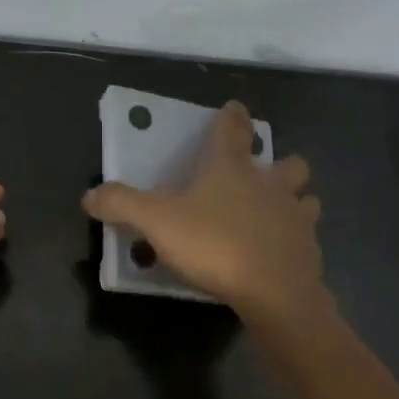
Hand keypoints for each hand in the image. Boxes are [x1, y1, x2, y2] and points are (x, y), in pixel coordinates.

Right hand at [82, 102, 325, 323]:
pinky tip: (282, 254)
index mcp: (231, 168)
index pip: (233, 129)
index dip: (232, 116)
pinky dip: (297, 240)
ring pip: (306, 198)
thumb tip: (89, 195)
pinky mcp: (308, 251)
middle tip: (264, 174)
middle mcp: (270, 185)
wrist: (274, 291)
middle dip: (280, 163)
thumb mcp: (156, 222)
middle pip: (288, 162)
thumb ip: (121, 204)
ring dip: (296, 200)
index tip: (234, 107)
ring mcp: (295, 217)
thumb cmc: (214, 244)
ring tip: (280, 213)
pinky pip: (306, 238)